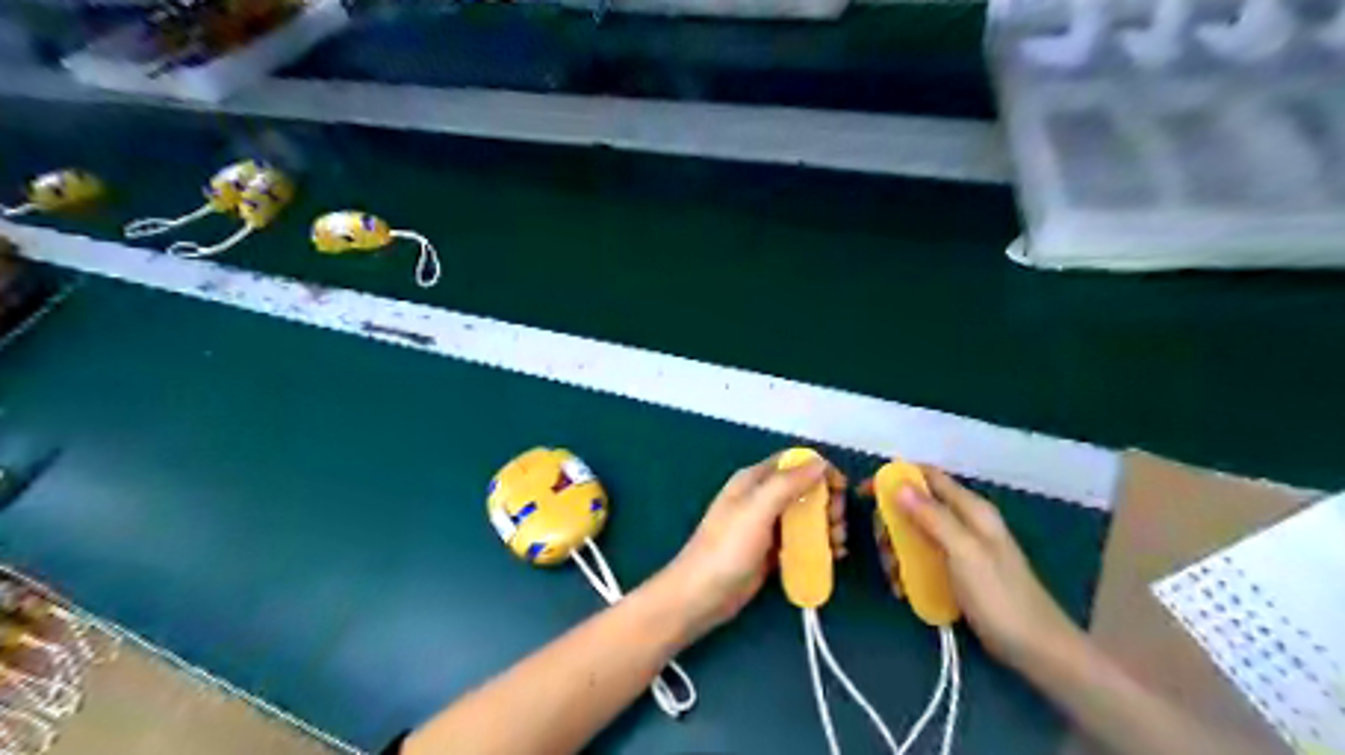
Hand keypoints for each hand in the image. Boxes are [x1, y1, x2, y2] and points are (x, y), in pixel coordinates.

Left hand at [657, 455, 843, 642]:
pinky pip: (801, 541)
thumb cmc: (727, 548)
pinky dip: (819, 544)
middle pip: (804, 489)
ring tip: (837, 544)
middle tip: (836, 523)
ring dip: (826, 525)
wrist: (701, 596)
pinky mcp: (772, 552)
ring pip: (806, 516)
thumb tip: (819, 463)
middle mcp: (762, 498)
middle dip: (827, 502)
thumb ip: (787, 484)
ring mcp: (767, 526)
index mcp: (754, 481)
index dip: (820, 470)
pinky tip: (833, 556)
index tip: (841, 489)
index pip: (793, 462)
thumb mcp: (757, 510)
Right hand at [874, 470, 1077, 669]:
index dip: (896, 477)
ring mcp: (960, 547)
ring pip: (914, 533)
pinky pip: (921, 558)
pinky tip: (903, 587)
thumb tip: (899, 485)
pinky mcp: (955, 571)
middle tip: (883, 547)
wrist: (1034, 648)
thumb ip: (933, 516)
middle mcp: (964, 522)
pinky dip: (907, 567)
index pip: (928, 476)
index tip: (865, 492)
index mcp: (971, 509)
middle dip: (892, 522)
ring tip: (894, 575)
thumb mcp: (964, 552)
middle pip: (915, 506)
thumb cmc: (1000, 596)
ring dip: (896, 549)